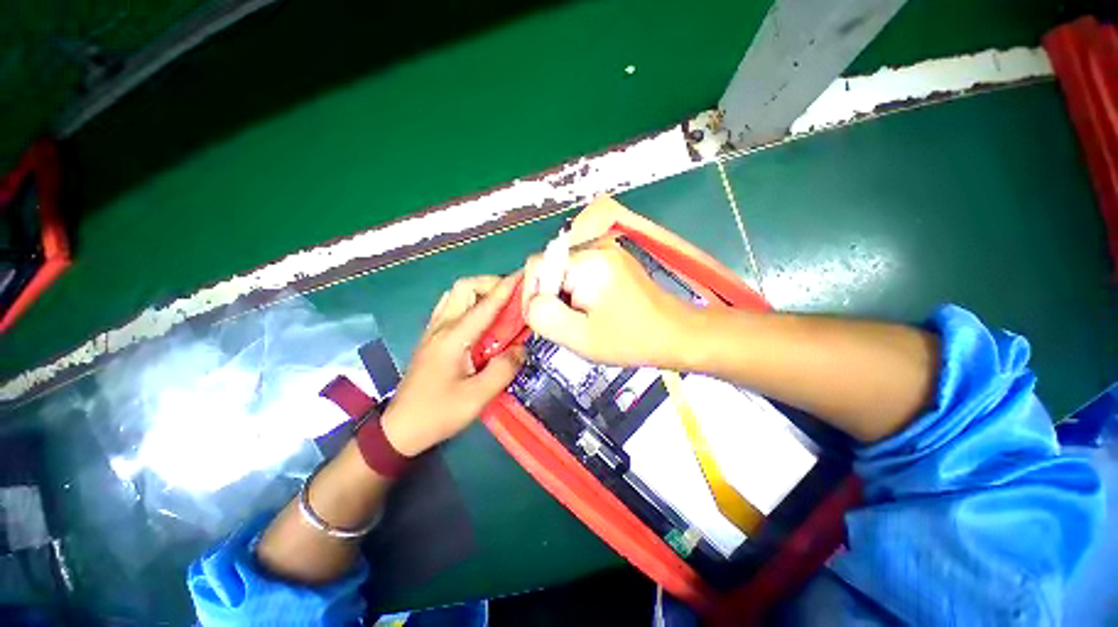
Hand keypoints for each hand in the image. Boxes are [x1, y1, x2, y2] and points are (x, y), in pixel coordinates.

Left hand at [381, 274, 525, 456]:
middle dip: (490, 283)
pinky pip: (450, 306)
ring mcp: (432, 330)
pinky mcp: (430, 337)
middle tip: (512, 296)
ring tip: (499, 304)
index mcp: (453, 338)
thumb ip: (503, 370)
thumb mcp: (477, 397)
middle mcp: (441, 327)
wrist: (399, 429)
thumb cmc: (438, 413)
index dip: (506, 287)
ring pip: (455, 294)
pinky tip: (480, 318)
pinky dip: (468, 302)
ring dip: (479, 291)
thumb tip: (521, 349)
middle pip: (464, 287)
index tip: (524, 274)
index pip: (485, 304)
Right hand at [522, 242, 695, 367]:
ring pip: (564, 272)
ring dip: (564, 296)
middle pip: (551, 268)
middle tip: (565, 325)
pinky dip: (577, 292)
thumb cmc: (631, 339)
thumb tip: (532, 302)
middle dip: (550, 297)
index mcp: (589, 263)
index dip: (532, 294)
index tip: (543, 321)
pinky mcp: (613, 261)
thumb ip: (544, 316)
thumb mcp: (580, 336)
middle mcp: (597, 248)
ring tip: (580, 320)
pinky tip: (591, 310)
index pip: (537, 265)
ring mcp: (608, 252)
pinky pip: (580, 273)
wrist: (675, 334)